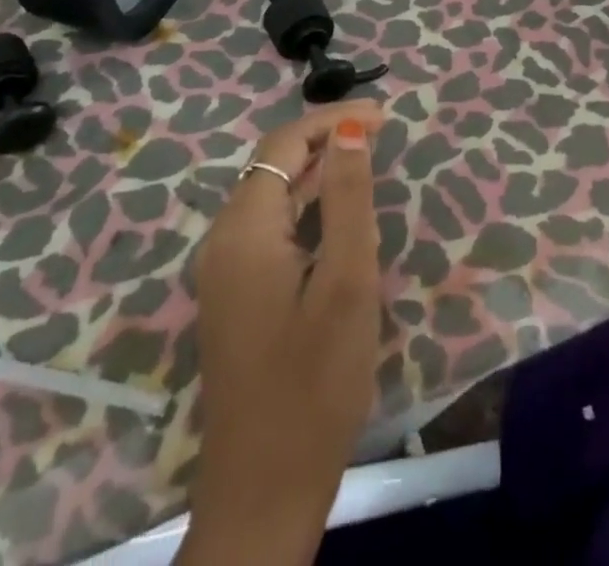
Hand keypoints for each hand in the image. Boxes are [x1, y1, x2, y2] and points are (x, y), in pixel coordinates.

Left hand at [182, 100, 386, 565]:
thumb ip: (348, 199)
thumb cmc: (315, 384)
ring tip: (367, 156)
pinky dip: (306, 202)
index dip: (332, 120)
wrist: (264, 492)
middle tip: (383, 130)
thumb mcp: (347, 283)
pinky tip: (338, 210)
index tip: (384, 117)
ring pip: (271, 193)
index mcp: (243, 230)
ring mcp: (224, 269)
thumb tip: (349, 130)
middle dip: (326, 137)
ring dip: (317, 168)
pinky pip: (270, 225)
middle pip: (273, 163)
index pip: (283, 143)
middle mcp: (223, 239)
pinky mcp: (236, 293)